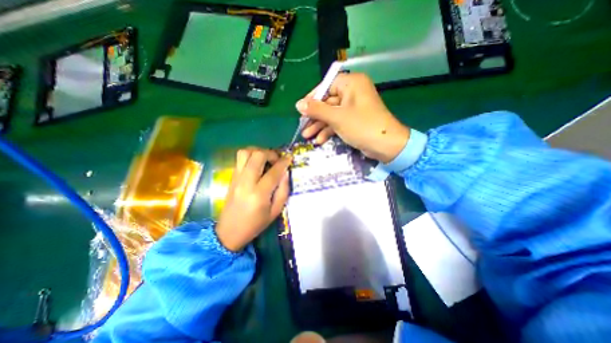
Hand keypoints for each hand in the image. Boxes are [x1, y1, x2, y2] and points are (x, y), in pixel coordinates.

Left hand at [215, 148, 290, 251]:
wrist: (229, 232)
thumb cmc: (255, 224)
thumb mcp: (275, 211)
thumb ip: (283, 190)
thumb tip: (285, 172)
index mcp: (259, 194)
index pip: (273, 172)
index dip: (283, 162)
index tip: (289, 158)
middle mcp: (246, 182)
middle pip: (257, 155)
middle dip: (271, 153)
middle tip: (277, 160)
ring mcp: (236, 178)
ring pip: (245, 152)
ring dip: (258, 151)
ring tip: (266, 159)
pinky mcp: (231, 177)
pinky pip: (240, 158)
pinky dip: (251, 155)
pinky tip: (257, 163)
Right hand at [296, 72, 408, 162]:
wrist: (385, 145)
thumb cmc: (361, 126)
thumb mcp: (336, 117)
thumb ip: (317, 110)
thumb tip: (298, 104)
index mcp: (351, 83)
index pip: (326, 86)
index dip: (312, 98)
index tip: (301, 109)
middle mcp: (352, 92)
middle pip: (327, 102)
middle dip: (315, 117)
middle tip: (303, 126)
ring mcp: (353, 108)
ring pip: (331, 114)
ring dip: (320, 126)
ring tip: (307, 136)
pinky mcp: (353, 120)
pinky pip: (338, 122)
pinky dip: (329, 130)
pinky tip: (320, 140)